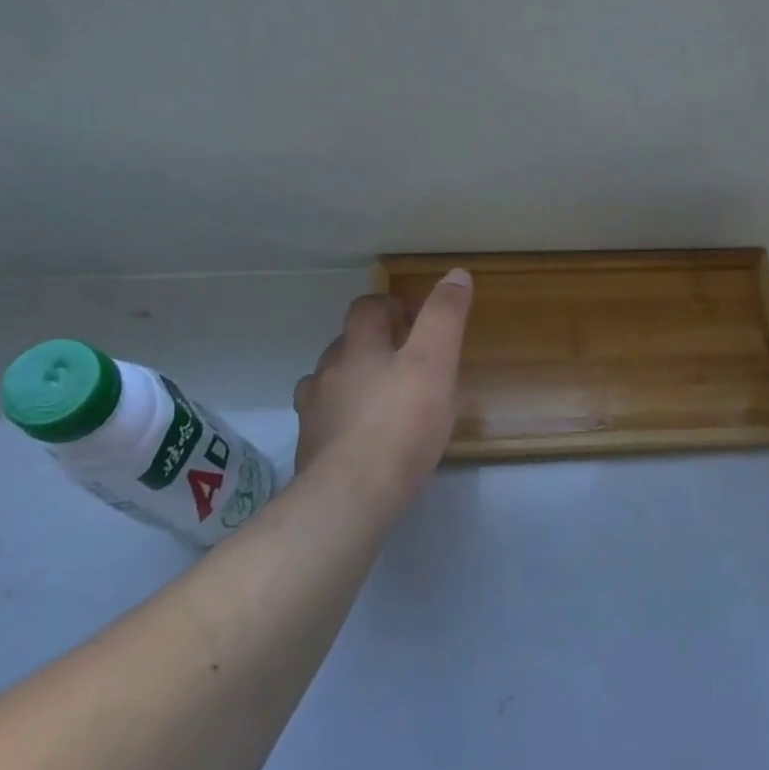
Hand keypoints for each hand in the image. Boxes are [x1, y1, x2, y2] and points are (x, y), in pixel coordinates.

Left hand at [294, 270, 472, 507]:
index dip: (390, 305)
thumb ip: (444, 317)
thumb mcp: (435, 363)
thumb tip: (456, 274)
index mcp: (359, 347)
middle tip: (408, 362)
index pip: (367, 308)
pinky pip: (328, 419)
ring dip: (356, 380)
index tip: (414, 318)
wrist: (351, 494)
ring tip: (385, 399)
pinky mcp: (312, 446)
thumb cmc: (401, 425)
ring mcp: (314, 410)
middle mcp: (329, 371)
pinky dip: (346, 417)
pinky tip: (365, 436)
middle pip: (347, 343)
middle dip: (374, 344)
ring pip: (333, 381)